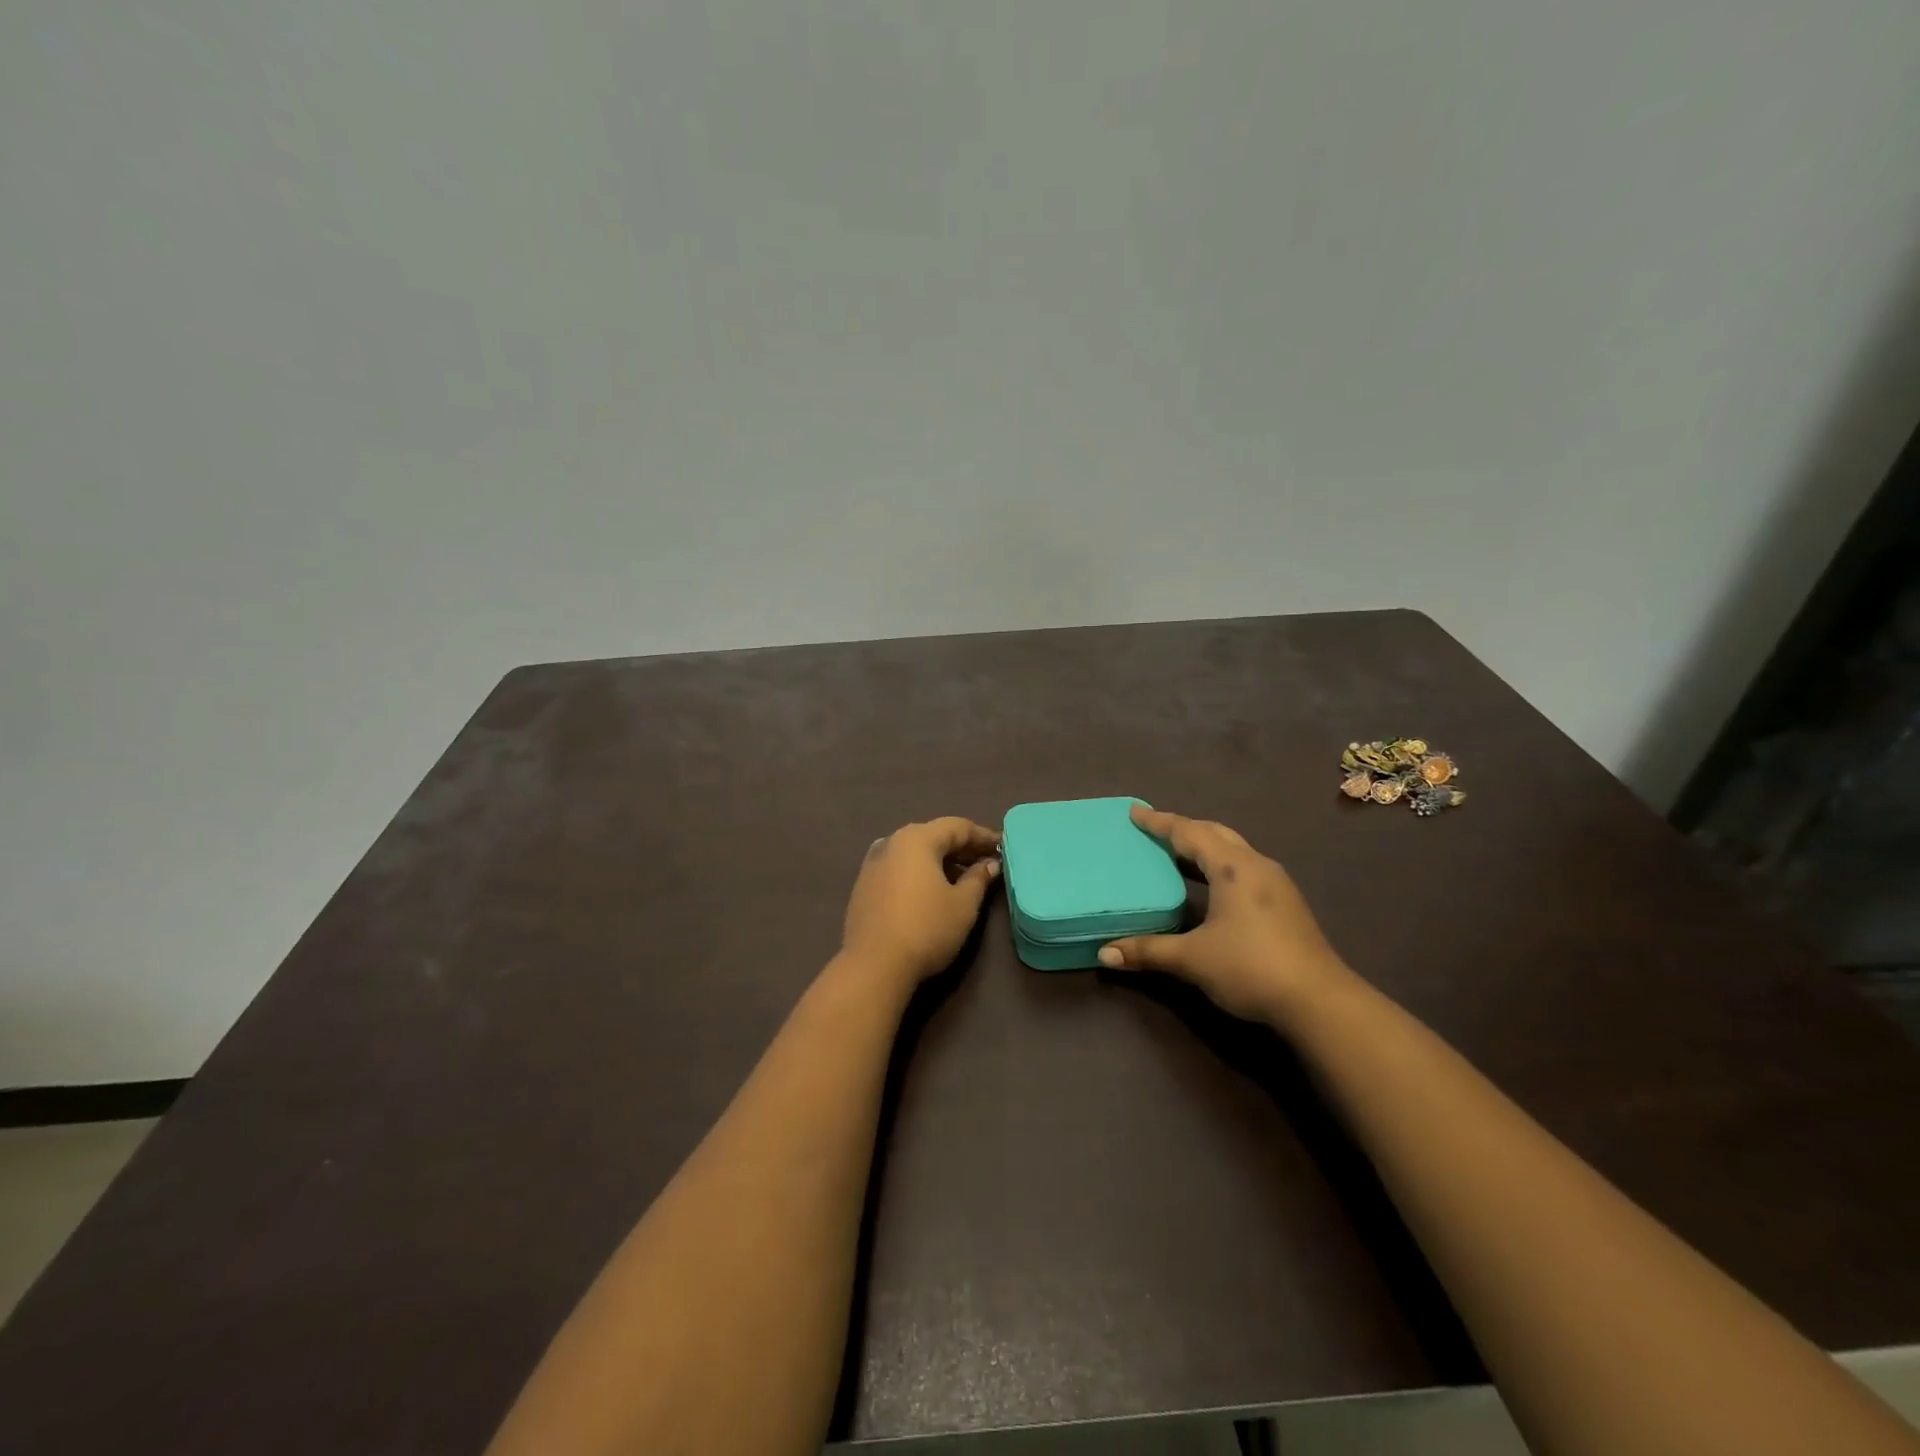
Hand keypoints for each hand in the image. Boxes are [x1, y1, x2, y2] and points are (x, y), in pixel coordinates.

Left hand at [840, 817, 1001, 987]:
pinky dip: (919, 872)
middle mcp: (891, 842)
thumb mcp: (963, 905)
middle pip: (933, 836)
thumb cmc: (926, 929)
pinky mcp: (864, 885)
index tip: (1003, 847)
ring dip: (939, 860)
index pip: (957, 827)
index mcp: (917, 839)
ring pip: (914, 852)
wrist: (873, 966)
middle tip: (986, 862)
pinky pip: (899, 867)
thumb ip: (978, 879)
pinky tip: (931, 891)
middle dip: (961, 847)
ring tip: (962, 878)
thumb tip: (989, 864)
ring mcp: (873, 863)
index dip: (983, 836)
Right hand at [1098, 805, 1352, 1023]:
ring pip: (1233, 850)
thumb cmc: (1250, 967)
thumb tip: (1104, 955)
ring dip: (1205, 846)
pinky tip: (1210, 885)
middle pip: (1215, 833)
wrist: (1319, 1001)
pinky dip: (1220, 864)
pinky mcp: (1286, 903)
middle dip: (1184, 829)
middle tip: (1155, 830)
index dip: (1159, 822)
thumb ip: (1148, 951)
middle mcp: (1256, 865)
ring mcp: (1276, 883)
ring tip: (1177, 853)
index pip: (1189, 833)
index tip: (1135, 812)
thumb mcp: (1192, 959)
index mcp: (1232, 867)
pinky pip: (1244, 868)